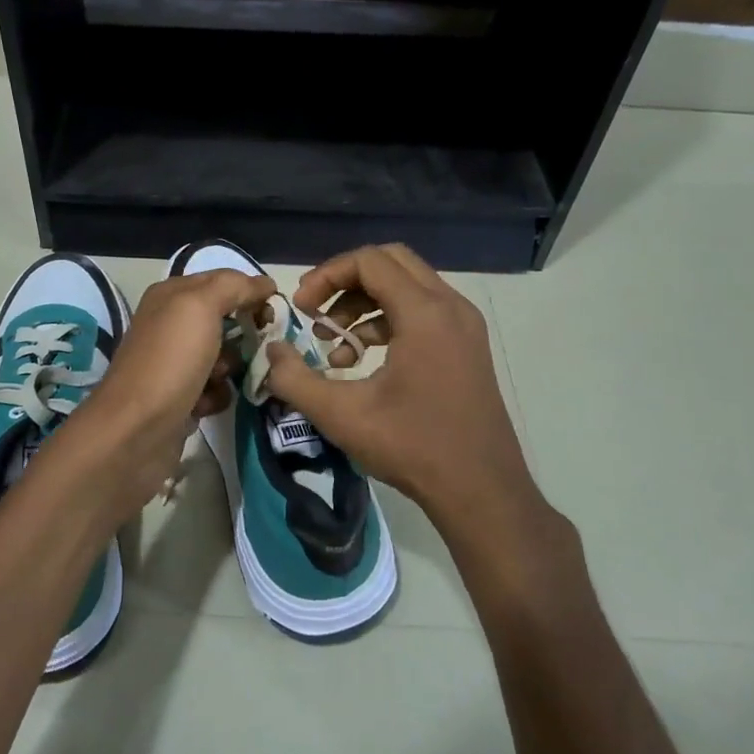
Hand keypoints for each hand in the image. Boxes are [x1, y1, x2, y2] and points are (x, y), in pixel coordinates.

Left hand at [59, 267, 274, 516]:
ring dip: (230, 368)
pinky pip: (214, 388)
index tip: (273, 310)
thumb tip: (264, 283)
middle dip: (243, 333)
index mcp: (171, 295)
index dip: (250, 291)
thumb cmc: (170, 360)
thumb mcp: (200, 307)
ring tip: (218, 379)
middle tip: (258, 345)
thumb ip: (233, 287)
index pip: (222, 280)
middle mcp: (170, 324)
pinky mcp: (180, 397)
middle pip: (224, 319)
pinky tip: (204, 405)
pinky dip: (216, 396)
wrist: (136, 430)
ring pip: (224, 356)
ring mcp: (174, 362)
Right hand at [262, 243, 535, 529]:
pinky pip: (421, 310)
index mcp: (425, 313)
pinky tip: (361, 360)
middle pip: (390, 262)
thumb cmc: (412, 447)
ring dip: (363, 303)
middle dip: (344, 281)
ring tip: (333, 344)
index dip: (326, 275)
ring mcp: (464, 325)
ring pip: (406, 286)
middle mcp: (450, 306)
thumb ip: (295, 379)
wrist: (482, 492)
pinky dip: (386, 320)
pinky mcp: (466, 345)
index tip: (301, 308)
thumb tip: (271, 351)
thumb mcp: (342, 415)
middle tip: (314, 312)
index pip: (369, 261)